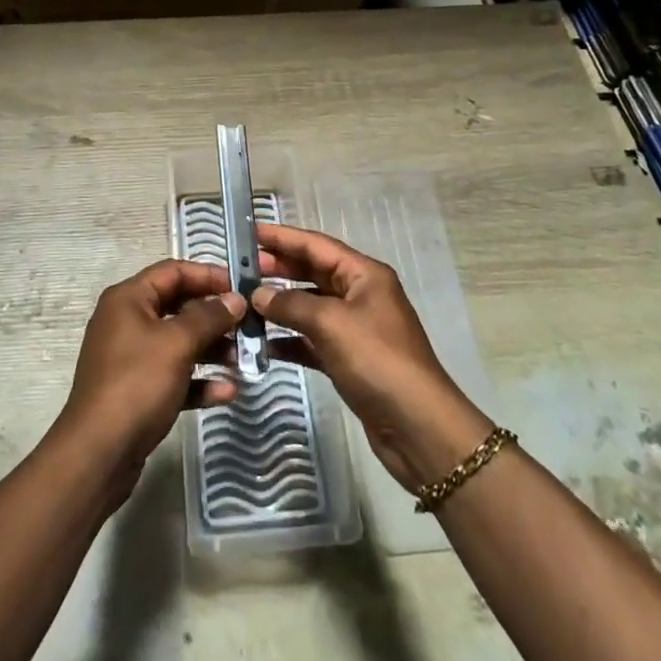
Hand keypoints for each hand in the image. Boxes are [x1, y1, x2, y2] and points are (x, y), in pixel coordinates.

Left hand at [55, 260, 244, 482]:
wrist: (98, 454)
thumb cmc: (136, 384)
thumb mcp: (177, 343)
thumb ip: (209, 317)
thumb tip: (236, 299)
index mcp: (128, 299)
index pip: (173, 271)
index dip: (208, 275)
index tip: (241, 287)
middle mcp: (127, 321)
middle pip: (178, 307)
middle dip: (214, 316)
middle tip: (248, 326)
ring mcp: (131, 358)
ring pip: (179, 343)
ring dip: (212, 349)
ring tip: (244, 359)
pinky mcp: (138, 392)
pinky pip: (174, 376)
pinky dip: (199, 380)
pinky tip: (227, 391)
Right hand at [254, 224, 493, 491]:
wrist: (418, 428)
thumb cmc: (377, 360)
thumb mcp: (331, 323)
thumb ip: (291, 304)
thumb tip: (258, 295)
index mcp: (364, 275)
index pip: (317, 245)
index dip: (284, 237)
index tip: (251, 232)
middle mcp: (361, 295)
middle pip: (313, 273)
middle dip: (279, 269)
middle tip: (242, 269)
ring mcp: (355, 329)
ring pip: (310, 307)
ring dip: (281, 305)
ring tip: (245, 303)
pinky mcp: (349, 360)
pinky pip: (312, 340)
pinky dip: (290, 340)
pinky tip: (263, 344)